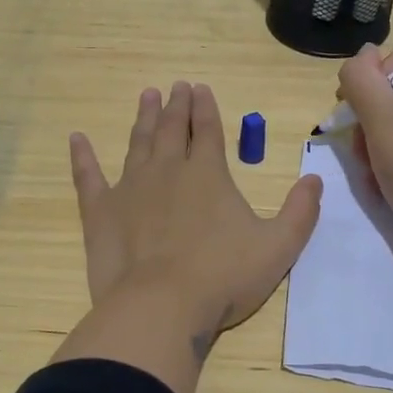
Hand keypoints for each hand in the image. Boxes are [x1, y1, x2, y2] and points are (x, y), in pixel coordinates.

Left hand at [69, 81, 322, 348]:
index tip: (199, 88)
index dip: (205, 108)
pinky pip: (88, 177)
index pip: (207, 131)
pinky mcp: (100, 212)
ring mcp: (130, 188)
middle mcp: (167, 171)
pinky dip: (82, 157)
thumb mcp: (278, 247)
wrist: (162, 306)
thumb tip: (315, 181)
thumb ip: (301, 212)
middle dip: (175, 106)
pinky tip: (76, 139)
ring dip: (142, 119)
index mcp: (207, 174)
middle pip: (170, 129)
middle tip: (175, 86)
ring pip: (136, 144)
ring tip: (146, 97)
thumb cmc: (223, 277)